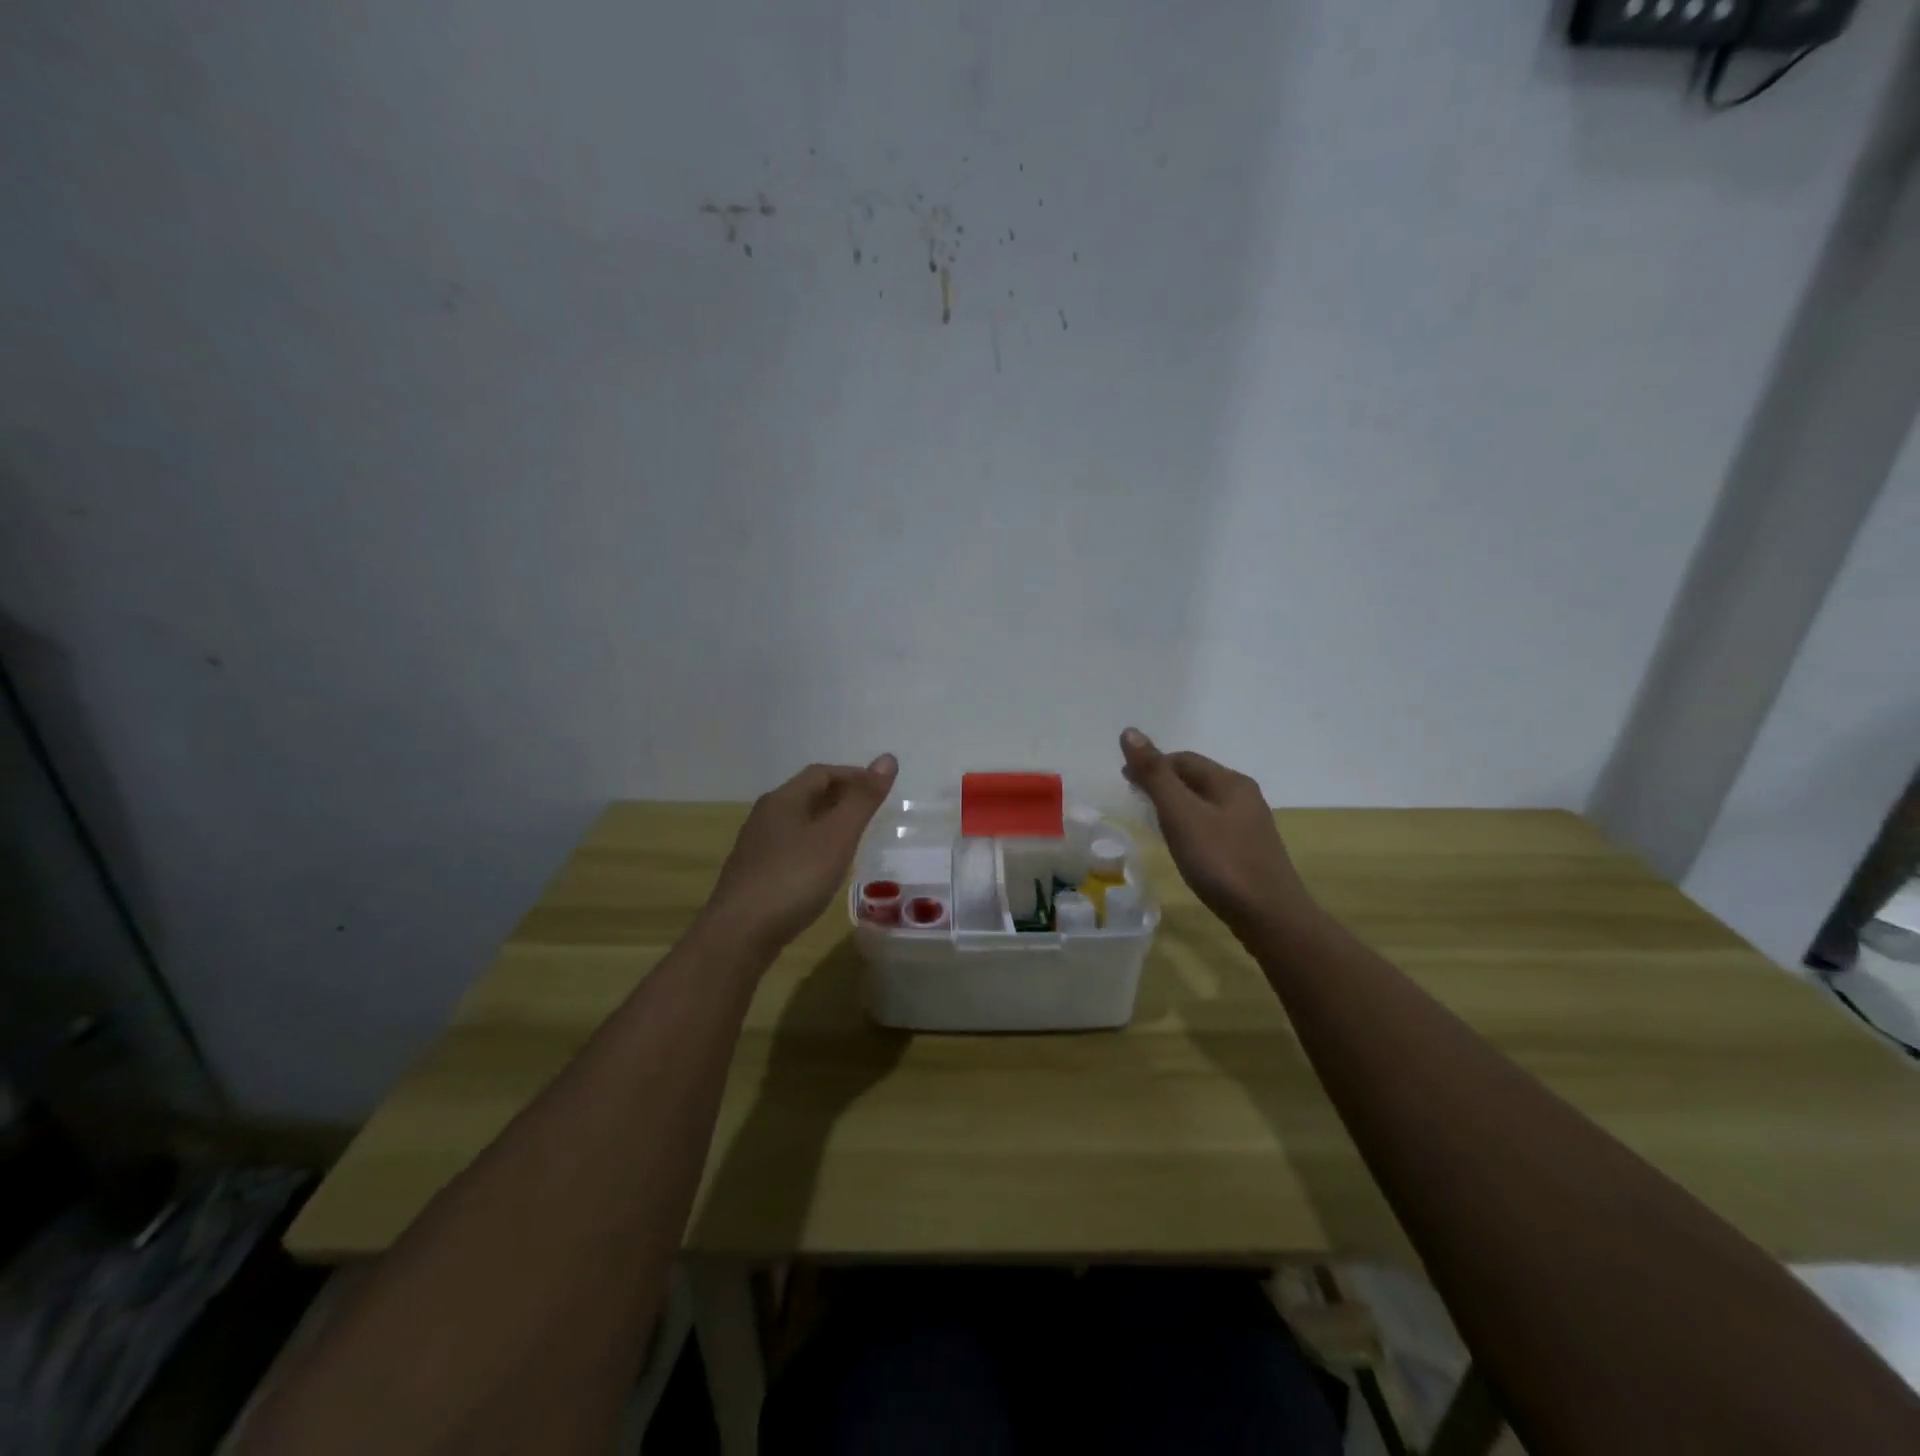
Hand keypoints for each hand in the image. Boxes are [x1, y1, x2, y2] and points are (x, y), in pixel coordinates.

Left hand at [705, 755, 898, 954]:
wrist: (740, 934)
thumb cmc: (794, 878)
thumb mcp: (837, 836)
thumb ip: (862, 800)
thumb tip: (887, 758)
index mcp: (783, 799)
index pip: (822, 772)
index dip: (854, 775)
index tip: (881, 790)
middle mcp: (765, 816)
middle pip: (807, 795)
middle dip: (841, 797)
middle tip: (871, 813)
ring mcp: (756, 847)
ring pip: (798, 823)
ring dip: (826, 823)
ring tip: (853, 840)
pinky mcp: (754, 875)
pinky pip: (790, 848)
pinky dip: (813, 847)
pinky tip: (823, 870)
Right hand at [1119, 728, 1315, 937]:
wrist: (1270, 917)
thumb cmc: (1221, 861)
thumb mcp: (1181, 815)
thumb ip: (1155, 775)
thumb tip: (1130, 731)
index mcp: (1230, 781)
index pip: (1183, 759)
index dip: (1151, 764)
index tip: (1124, 780)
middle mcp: (1244, 796)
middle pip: (1196, 778)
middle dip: (1163, 782)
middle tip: (1133, 798)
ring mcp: (1250, 825)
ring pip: (1205, 803)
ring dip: (1176, 804)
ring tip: (1152, 820)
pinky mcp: (1249, 851)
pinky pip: (1213, 826)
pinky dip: (1190, 825)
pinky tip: (1182, 845)